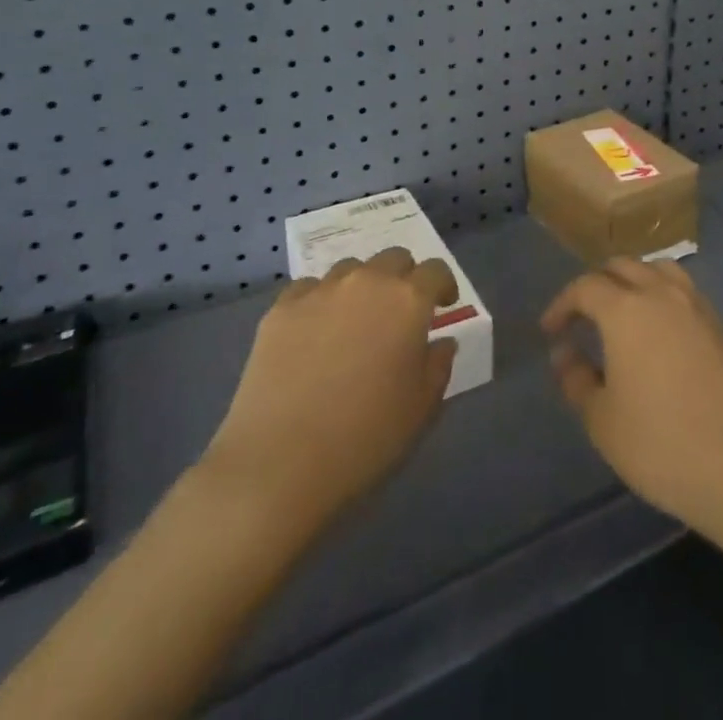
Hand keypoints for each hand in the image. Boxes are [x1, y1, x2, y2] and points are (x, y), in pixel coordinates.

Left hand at [200, 248, 458, 535]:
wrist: (279, 464)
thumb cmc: (365, 437)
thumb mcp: (422, 408)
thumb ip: (438, 365)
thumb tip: (441, 342)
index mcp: (407, 300)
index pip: (435, 271)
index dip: (443, 284)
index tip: (443, 305)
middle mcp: (366, 282)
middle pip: (393, 258)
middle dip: (404, 278)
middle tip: (401, 312)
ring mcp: (320, 292)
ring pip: (350, 270)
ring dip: (362, 286)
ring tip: (355, 320)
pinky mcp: (280, 310)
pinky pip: (308, 289)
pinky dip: (319, 301)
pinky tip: (314, 332)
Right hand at [541, 257, 722, 539]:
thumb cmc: (662, 445)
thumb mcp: (603, 420)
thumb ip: (576, 379)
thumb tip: (564, 353)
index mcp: (626, 309)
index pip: (585, 287)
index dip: (562, 304)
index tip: (550, 331)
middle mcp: (661, 293)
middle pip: (622, 267)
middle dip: (595, 285)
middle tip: (581, 318)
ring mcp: (696, 305)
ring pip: (656, 269)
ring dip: (632, 280)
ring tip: (620, 311)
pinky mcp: (719, 324)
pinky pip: (682, 289)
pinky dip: (660, 293)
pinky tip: (658, 328)